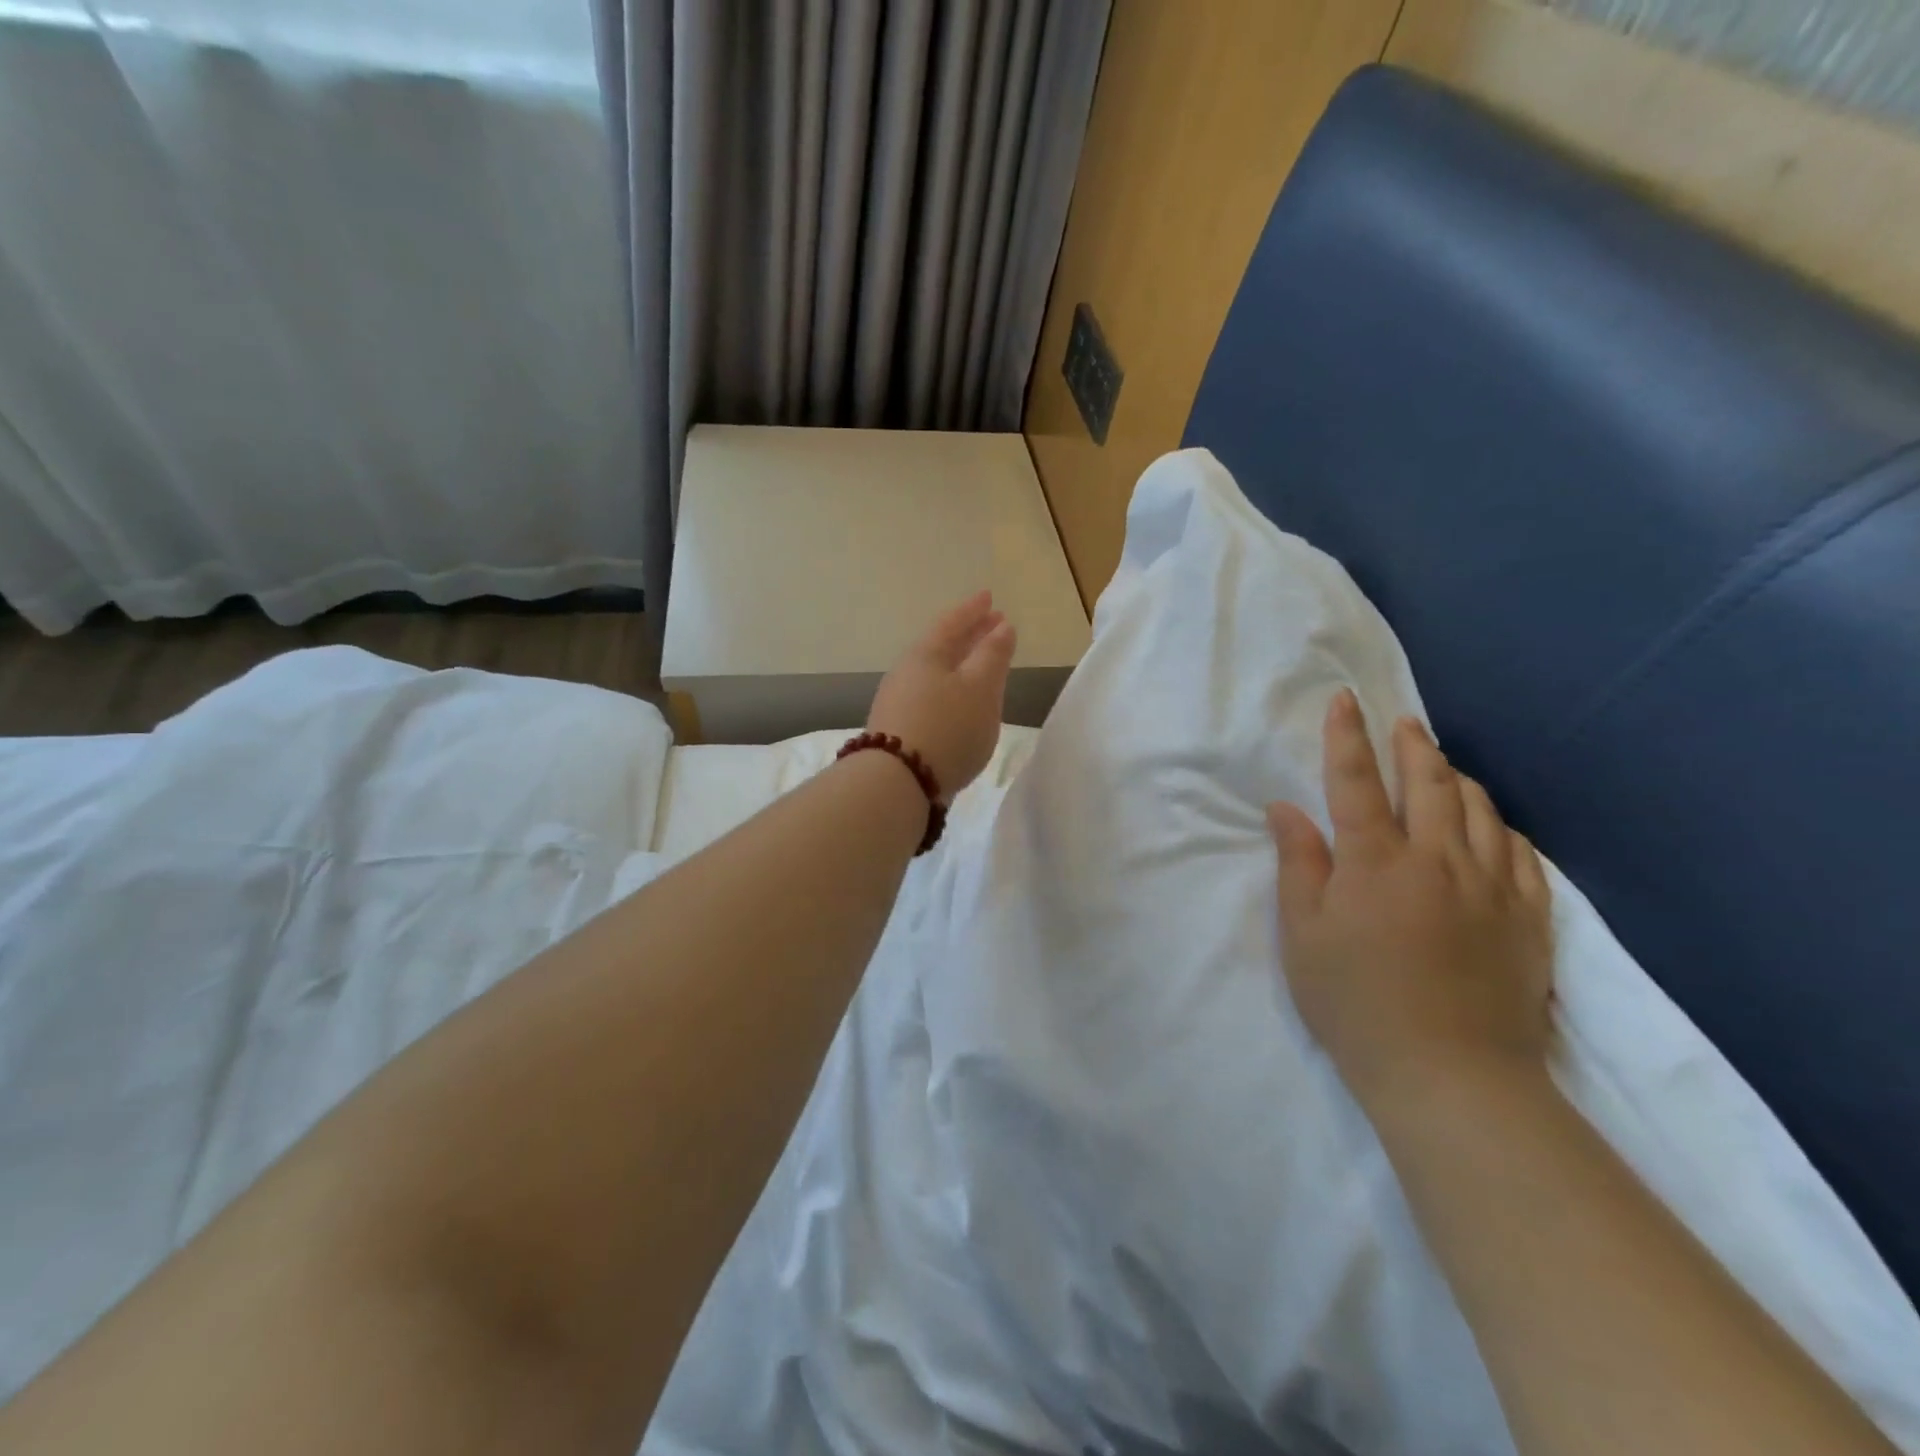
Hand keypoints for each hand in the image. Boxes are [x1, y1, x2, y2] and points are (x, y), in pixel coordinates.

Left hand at [866, 590, 1016, 796]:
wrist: (897, 783)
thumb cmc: (947, 727)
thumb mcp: (980, 688)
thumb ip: (993, 656)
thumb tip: (1002, 627)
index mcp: (926, 655)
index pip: (953, 622)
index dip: (974, 610)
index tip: (990, 597)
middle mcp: (907, 673)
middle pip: (941, 646)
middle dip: (969, 635)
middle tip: (992, 624)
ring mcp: (898, 702)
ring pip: (935, 673)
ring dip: (959, 664)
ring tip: (980, 665)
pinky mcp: (898, 731)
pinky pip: (929, 697)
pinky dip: (949, 690)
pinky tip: (958, 704)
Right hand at [1266, 689, 1553, 1115]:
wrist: (1450, 1075)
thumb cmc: (1355, 1002)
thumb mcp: (1303, 934)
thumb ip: (1298, 864)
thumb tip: (1285, 810)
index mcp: (1374, 861)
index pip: (1355, 782)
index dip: (1347, 737)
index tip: (1346, 700)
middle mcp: (1436, 859)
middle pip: (1428, 783)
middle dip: (1411, 746)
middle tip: (1403, 722)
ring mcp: (1490, 887)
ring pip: (1480, 811)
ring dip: (1457, 778)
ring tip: (1443, 763)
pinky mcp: (1528, 919)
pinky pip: (1521, 855)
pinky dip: (1503, 827)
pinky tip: (1495, 825)